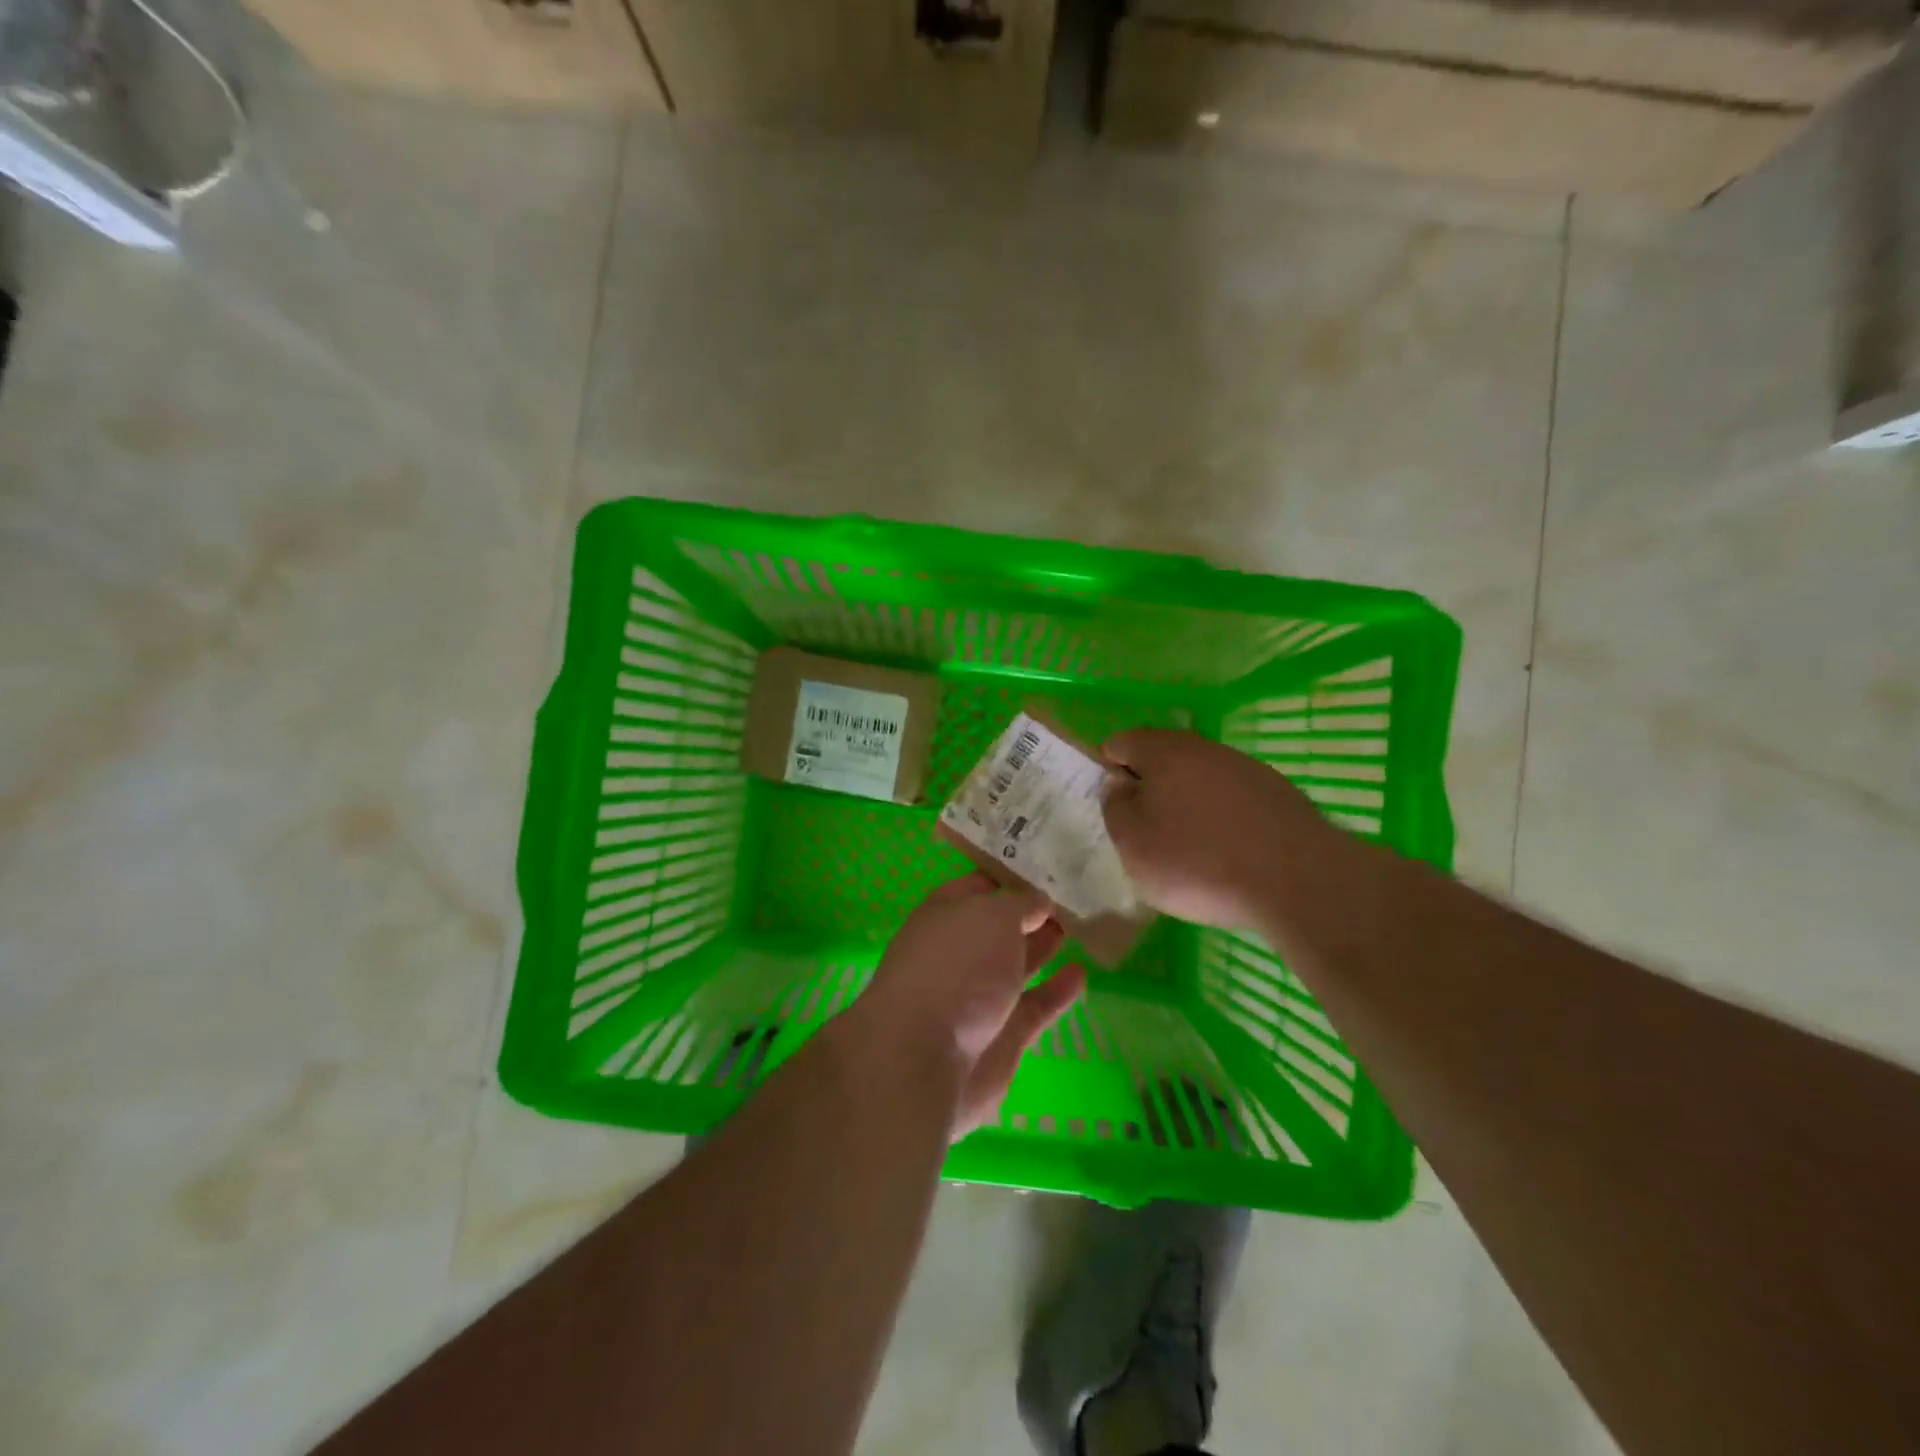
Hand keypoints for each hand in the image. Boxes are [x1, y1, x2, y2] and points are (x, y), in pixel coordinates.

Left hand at [859, 874, 1084, 1137]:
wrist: (927, 1057)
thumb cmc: (956, 965)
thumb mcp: (993, 915)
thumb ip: (1021, 905)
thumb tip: (1038, 902)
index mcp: (943, 916)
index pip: (977, 888)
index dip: (1008, 877)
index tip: (1045, 868)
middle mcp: (957, 954)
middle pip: (997, 929)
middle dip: (1029, 915)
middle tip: (1071, 899)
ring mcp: (976, 998)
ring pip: (1014, 967)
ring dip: (1041, 948)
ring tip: (1077, 929)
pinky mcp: (1000, 1037)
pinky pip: (1033, 1007)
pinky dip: (1056, 992)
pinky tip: (1080, 974)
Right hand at [1101, 729, 1333, 931]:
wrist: (1296, 879)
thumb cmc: (1196, 861)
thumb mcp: (1132, 843)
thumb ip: (1115, 807)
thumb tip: (1118, 783)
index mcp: (1162, 751)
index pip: (1120, 742)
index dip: (1108, 771)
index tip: (1113, 808)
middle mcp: (1203, 748)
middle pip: (1163, 757)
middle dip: (1149, 786)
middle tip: (1145, 829)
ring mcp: (1245, 767)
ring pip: (1200, 777)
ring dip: (1187, 802)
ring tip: (1187, 846)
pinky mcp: (1277, 793)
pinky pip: (1232, 798)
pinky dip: (1221, 817)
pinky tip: (1226, 852)